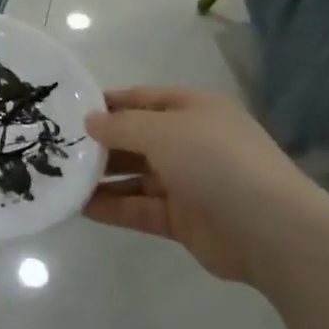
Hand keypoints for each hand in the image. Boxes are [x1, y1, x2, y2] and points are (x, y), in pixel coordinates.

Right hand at [84, 88, 320, 285]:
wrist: (271, 229)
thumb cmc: (216, 162)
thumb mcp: (164, 131)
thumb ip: (122, 126)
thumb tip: (90, 121)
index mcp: (194, 109)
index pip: (144, 99)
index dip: (109, 103)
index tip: (71, 110)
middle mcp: (191, 142)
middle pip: (138, 138)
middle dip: (101, 143)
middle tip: (58, 149)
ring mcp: (188, 182)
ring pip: (136, 176)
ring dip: (103, 178)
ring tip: (61, 180)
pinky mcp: (184, 219)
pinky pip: (141, 208)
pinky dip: (114, 207)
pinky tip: (80, 208)